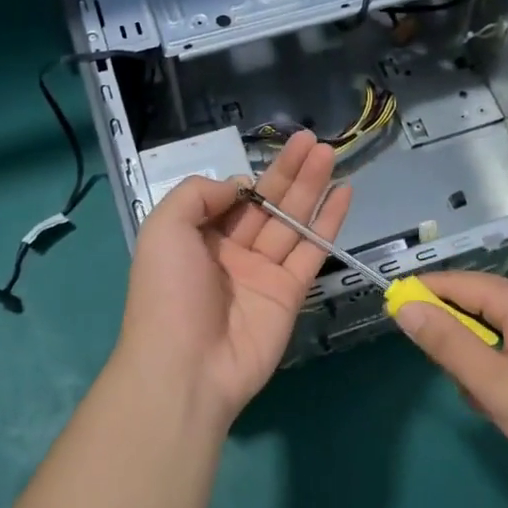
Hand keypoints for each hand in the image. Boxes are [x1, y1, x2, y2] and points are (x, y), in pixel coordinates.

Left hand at [110, 132, 349, 423]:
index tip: (269, 159)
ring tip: (331, 154)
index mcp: (198, 237)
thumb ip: (197, 195)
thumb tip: (238, 187)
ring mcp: (262, 273)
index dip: (252, 178)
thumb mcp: (163, 229)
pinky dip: (329, 223)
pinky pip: (312, 251)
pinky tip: (343, 194)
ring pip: (292, 222)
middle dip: (290, 171)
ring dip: (312, 188)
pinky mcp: (290, 293)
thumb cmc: (168, 292)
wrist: (187, 367)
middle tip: (315, 140)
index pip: (231, 199)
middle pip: (267, 204)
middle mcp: (231, 252)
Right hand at [392, 271, 507, 495]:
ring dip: (488, 358)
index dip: (423, 293)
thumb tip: (406, 307)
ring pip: (504, 326)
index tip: (394, 310)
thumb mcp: (494, 385)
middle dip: (463, 341)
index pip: (458, 283)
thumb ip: (446, 343)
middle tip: (465, 386)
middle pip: (482, 305)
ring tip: (498, 404)